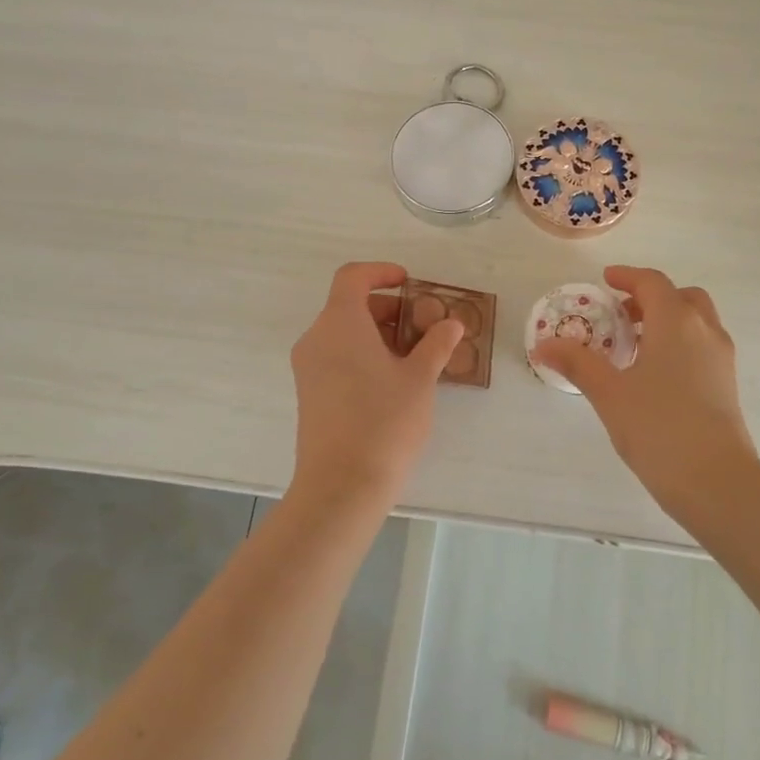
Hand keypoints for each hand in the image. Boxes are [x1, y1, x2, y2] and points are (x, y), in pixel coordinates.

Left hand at [289, 261, 463, 510]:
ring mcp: (308, 368)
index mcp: (339, 323)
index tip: (410, 283)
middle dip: (390, 310)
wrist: (341, 487)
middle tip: (425, 329)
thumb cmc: (384, 422)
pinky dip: (364, 355)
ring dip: (380, 335)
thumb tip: (450, 324)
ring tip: (417, 359)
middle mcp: (316, 339)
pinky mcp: (309, 394)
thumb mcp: (420, 379)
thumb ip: (436, 344)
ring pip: (345, 334)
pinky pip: (337, 357)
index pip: (353, 277)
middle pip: (350, 306)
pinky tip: (395, 382)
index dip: (381, 272)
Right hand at [531, 265, 759, 518]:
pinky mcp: (727, 384)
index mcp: (676, 322)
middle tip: (622, 314)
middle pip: (681, 297)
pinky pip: (703, 346)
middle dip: (651, 298)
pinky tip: (656, 374)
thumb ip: (577, 363)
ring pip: (696, 322)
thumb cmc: (658, 428)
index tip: (606, 280)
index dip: (628, 277)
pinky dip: (680, 342)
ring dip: (668, 320)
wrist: (717, 481)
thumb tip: (543, 345)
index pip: (653, 283)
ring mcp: (721, 358)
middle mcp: (704, 331)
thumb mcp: (609, 393)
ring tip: (635, 345)